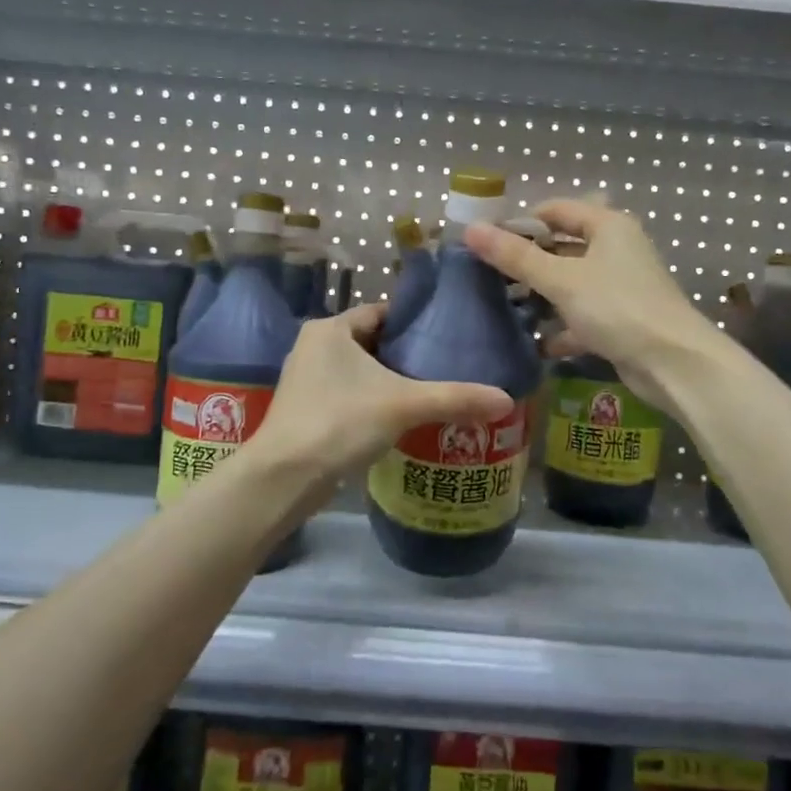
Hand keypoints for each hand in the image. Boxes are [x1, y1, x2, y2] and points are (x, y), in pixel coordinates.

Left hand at [247, 304, 514, 483]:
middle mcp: (314, 346)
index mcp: (330, 329)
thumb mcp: (403, 405)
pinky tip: (400, 420)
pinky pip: (348, 395)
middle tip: (446, 366)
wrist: (284, 478)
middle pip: (372, 342)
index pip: (381, 312)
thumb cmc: (339, 422)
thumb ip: (454, 398)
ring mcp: (306, 380)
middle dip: (405, 355)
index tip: (447, 336)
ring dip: (389, 381)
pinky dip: (372, 402)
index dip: (414, 322)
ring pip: (359, 371)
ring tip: (430, 392)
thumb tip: (506, 399)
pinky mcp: (306, 410)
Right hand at [463, 199, 714, 414]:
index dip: (521, 222)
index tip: (488, 244)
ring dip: (542, 298)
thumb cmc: (617, 307)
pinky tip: (536, 344)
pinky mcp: (622, 320)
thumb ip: (515, 257)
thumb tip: (470, 230)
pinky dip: (561, 328)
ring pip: (570, 284)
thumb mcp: (561, 280)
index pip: (555, 210)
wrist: (674, 363)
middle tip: (490, 279)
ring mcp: (621, 286)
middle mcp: (616, 249)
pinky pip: (582, 316)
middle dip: (527, 264)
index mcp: (608, 226)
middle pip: (562, 247)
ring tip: (505, 311)